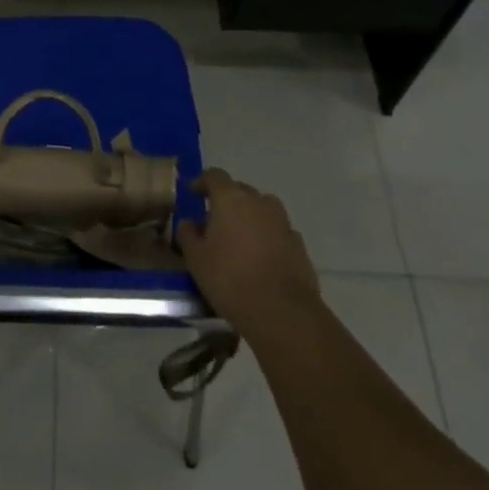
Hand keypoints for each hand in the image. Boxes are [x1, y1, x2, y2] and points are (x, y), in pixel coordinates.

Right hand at [179, 168, 324, 336]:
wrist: (283, 313)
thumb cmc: (231, 280)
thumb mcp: (196, 259)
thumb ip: (188, 234)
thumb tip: (189, 223)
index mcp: (230, 199)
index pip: (214, 176)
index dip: (202, 182)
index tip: (193, 193)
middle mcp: (259, 202)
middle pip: (240, 191)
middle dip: (227, 201)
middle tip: (215, 221)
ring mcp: (282, 222)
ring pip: (262, 209)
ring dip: (250, 217)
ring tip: (240, 239)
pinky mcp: (299, 245)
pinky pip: (277, 231)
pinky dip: (268, 237)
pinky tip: (261, 258)